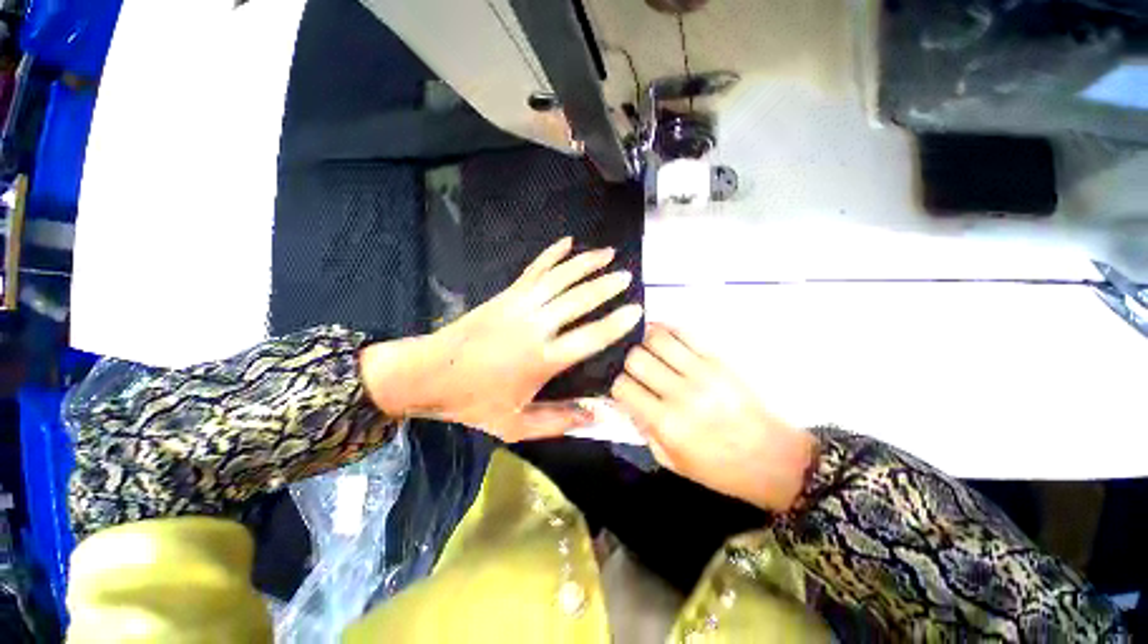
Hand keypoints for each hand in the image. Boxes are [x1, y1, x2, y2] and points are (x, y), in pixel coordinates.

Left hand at [363, 237, 642, 441]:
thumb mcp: (515, 425)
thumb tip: (596, 415)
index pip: (589, 338)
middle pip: (578, 300)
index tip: (636, 310)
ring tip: (607, 253)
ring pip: (559, 278)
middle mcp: (535, 326)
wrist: (428, 374)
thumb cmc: (473, 402)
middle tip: (627, 276)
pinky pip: (534, 269)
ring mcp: (519, 305)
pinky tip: (566, 242)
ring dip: (585, 263)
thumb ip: (558, 421)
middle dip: (605, 286)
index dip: (615, 324)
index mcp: (541, 359)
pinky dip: (552, 254)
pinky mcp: (506, 294)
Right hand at [609, 322, 813, 511]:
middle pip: (636, 358)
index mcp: (667, 423)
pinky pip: (684, 332)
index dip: (616, 385)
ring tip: (645, 349)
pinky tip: (662, 337)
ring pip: (657, 338)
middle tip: (634, 369)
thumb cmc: (719, 469)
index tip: (623, 388)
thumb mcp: (672, 461)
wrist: (774, 459)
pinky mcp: (719, 359)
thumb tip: (626, 400)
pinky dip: (666, 330)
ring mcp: (702, 372)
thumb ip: (644, 429)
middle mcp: (681, 393)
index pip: (623, 387)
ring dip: (644, 341)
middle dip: (627, 362)